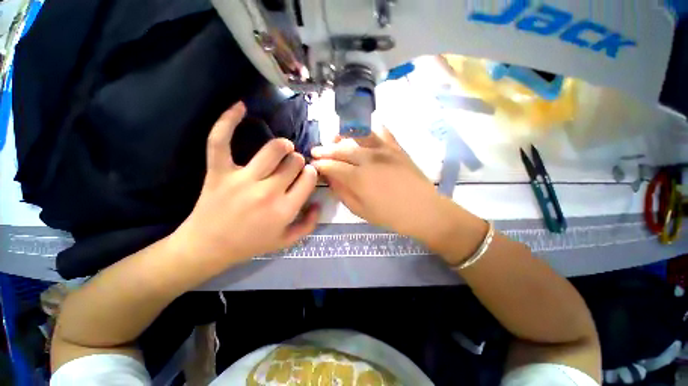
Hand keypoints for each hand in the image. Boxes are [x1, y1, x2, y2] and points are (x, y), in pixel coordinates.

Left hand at [173, 103, 318, 269]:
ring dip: (283, 146)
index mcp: (285, 209)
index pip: (309, 178)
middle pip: (294, 162)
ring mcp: (242, 179)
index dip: (311, 173)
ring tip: (284, 148)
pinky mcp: (219, 171)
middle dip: (298, 162)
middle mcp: (268, 192)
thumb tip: (319, 203)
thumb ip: (310, 224)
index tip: (306, 175)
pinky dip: (228, 121)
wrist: (209, 247)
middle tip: (293, 168)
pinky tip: (240, 107)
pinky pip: (221, 140)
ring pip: (273, 149)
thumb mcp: (287, 241)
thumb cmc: (251, 244)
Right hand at [311, 128, 451, 242]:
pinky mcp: (396, 147)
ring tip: (335, 138)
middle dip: (325, 150)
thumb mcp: (360, 210)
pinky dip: (369, 129)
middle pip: (341, 149)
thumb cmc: (390, 215)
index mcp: (358, 178)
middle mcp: (368, 159)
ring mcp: (384, 150)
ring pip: (357, 135)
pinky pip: (381, 131)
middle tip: (316, 150)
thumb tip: (330, 178)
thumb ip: (342, 192)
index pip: (332, 166)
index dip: (319, 164)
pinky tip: (362, 132)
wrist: (423, 210)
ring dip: (343, 135)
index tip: (312, 164)